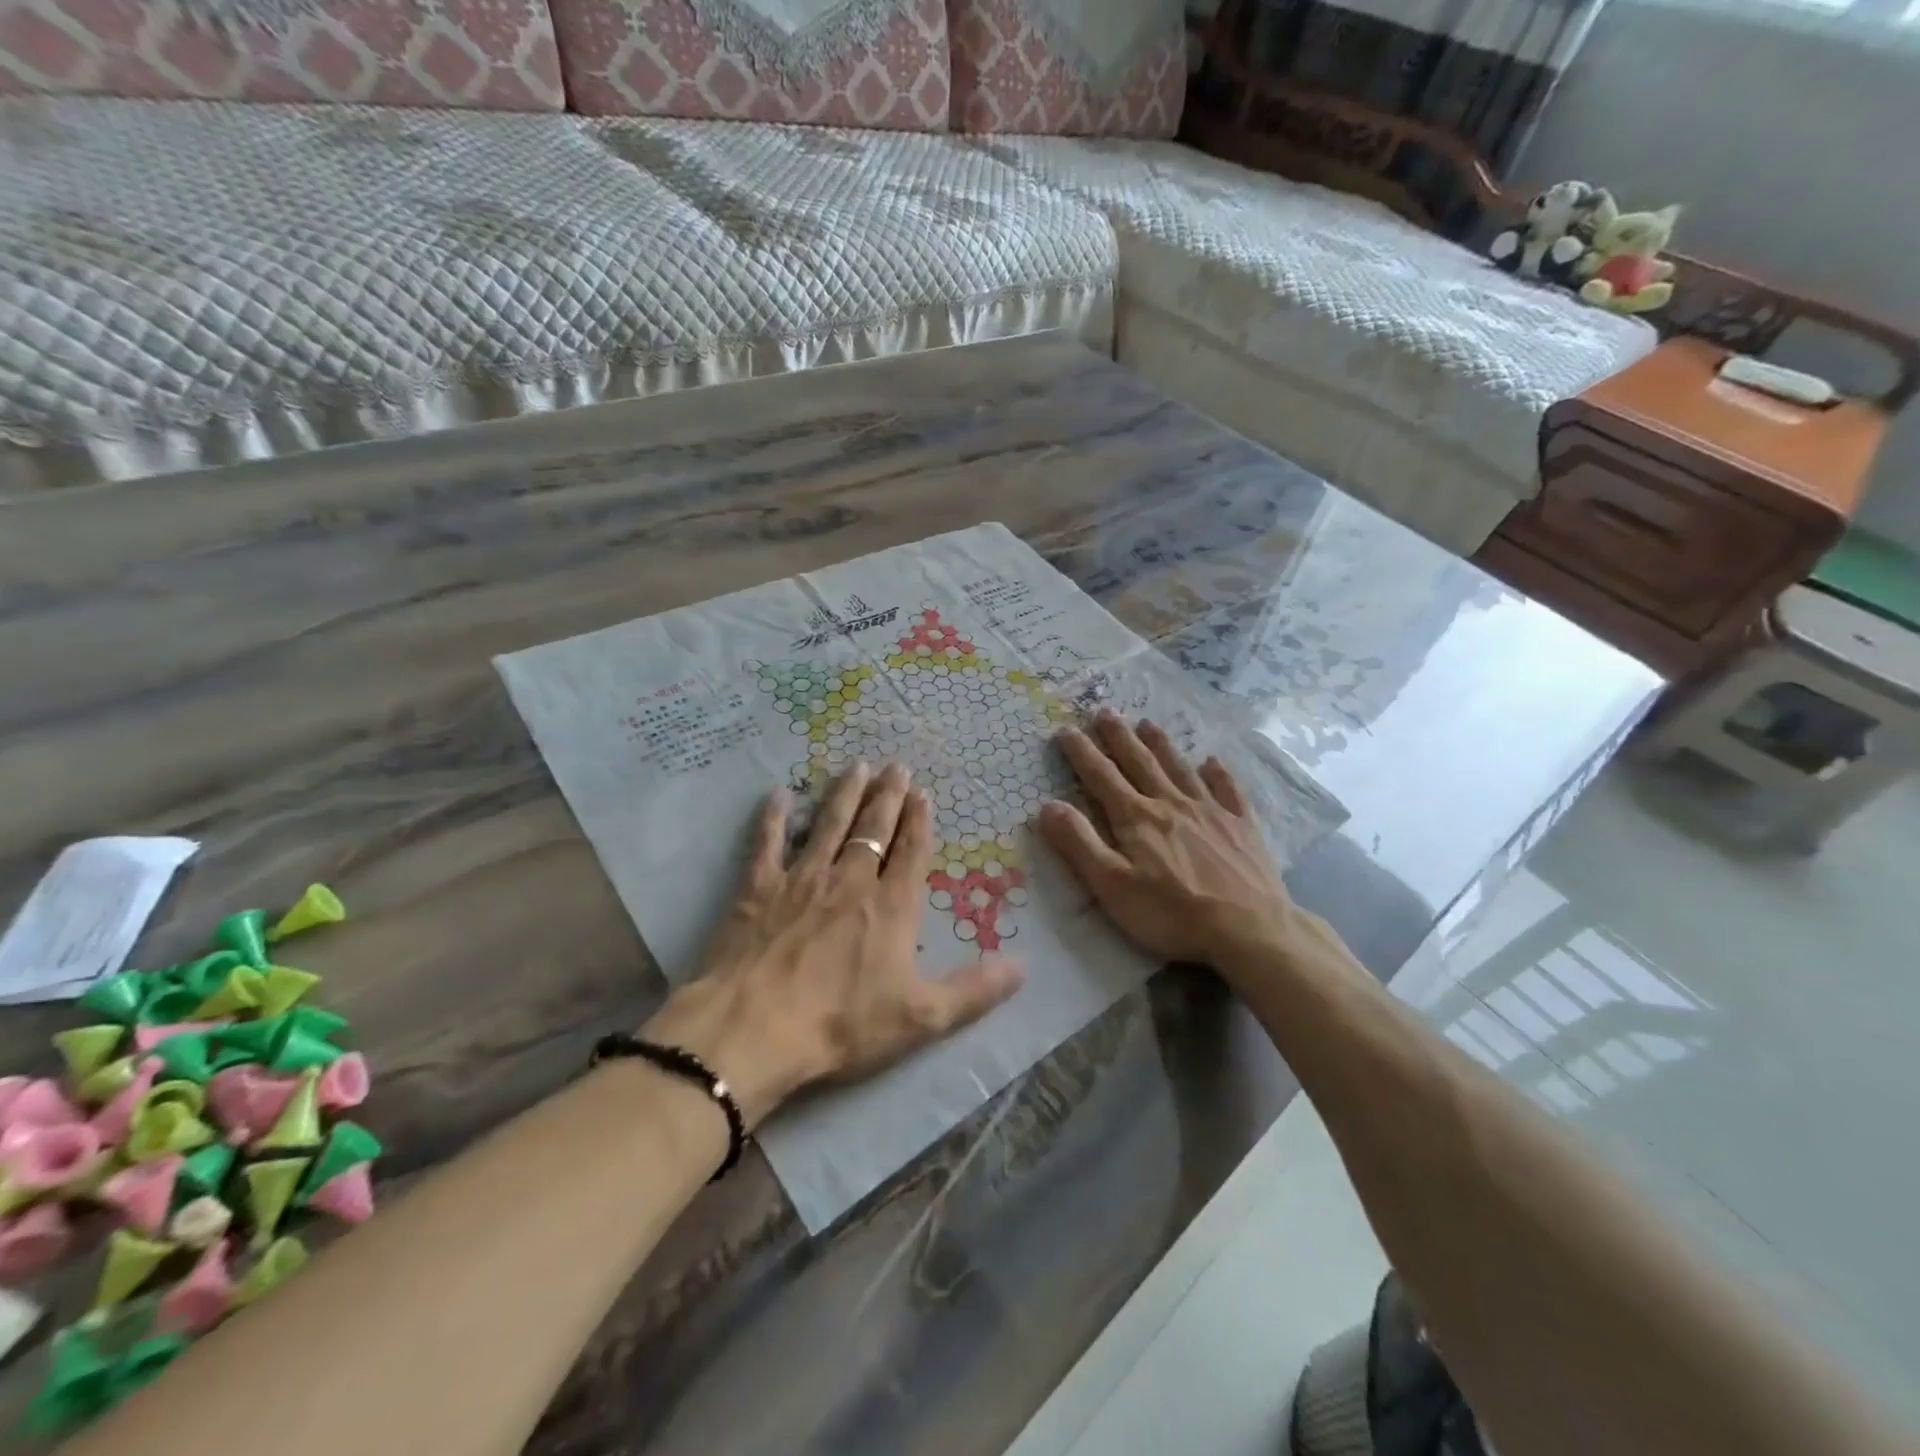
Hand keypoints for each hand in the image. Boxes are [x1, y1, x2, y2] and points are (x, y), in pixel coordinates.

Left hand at [644, 762, 1023, 1127]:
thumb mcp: (922, 1017)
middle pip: (874, 828)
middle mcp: (851, 880)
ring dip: (844, 794)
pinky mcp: (759, 888)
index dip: (919, 821)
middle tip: (895, 766)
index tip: (923, 793)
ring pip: (829, 824)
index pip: (911, 852)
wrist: (756, 1028)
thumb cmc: (843, 1024)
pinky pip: (768, 843)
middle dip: (888, 796)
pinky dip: (773, 817)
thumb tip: (1023, 965)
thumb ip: (975, 990)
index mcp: (892, 906)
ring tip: (856, 766)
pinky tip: (778, 794)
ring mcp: (803, 879)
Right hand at [1036, 713, 1327, 976]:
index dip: (1081, 752)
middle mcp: (1171, 804)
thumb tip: (1047, 805)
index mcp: (1136, 818)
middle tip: (1105, 711)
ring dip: (1161, 745)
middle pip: (1139, 762)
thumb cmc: (1171, 913)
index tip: (1065, 729)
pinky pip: (1228, 790)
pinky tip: (1213, 761)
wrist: (1248, 928)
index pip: (1101, 776)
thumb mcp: (1111, 885)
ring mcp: (1210, 812)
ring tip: (1148, 723)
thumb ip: (1079, 843)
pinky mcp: (1241, 827)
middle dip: (1119, 736)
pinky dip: (1218, 773)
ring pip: (1179, 769)